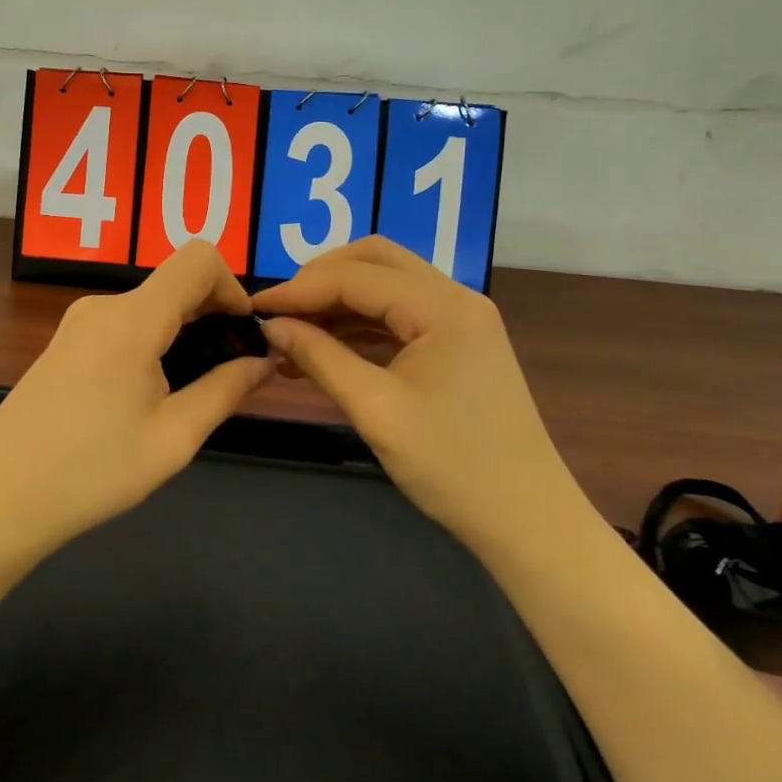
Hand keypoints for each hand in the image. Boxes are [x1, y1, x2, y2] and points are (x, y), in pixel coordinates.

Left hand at [0, 241, 275, 552]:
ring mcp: (78, 322)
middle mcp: (103, 306)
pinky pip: (124, 324)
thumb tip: (263, 360)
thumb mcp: (174, 438)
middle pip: (175, 284)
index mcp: (132, 319)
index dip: (233, 287)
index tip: (242, 334)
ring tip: (187, 394)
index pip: (198, 259)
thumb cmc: (92, 472)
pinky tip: (146, 396)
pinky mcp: (64, 342)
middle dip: (211, 317)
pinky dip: (152, 343)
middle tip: (227, 374)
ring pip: (150, 306)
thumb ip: (226, 390)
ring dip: (181, 334)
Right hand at [253, 237, 580, 542]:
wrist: (527, 520)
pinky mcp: (458, 344)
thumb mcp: (376, 410)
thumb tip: (271, 325)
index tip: (254, 308)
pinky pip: (399, 317)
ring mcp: (460, 320)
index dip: (299, 289)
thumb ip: (320, 358)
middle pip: (375, 262)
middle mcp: (455, 299)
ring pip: (386, 287)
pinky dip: (359, 326)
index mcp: (442, 307)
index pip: (355, 277)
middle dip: (321, 280)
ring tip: (292, 336)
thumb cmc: (452, 466)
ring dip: (338, 303)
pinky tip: (325, 351)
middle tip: (280, 311)